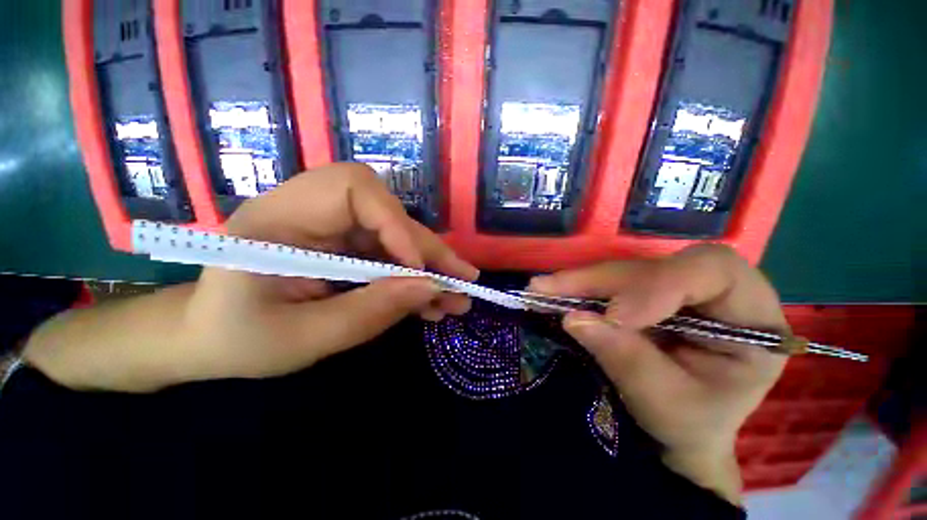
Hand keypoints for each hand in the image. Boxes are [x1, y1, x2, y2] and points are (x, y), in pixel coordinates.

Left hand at [180, 164, 476, 380]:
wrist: (209, 340)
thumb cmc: (236, 340)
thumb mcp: (301, 338)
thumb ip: (368, 312)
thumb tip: (429, 289)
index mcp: (279, 219)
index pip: (352, 188)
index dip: (394, 223)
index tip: (417, 267)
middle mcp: (312, 212)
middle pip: (387, 215)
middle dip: (427, 250)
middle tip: (462, 280)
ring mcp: (333, 230)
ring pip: (396, 238)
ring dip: (429, 268)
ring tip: (457, 296)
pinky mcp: (346, 248)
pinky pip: (390, 256)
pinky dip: (414, 279)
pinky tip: (432, 301)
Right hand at [527, 245, 787, 503]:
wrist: (682, 429)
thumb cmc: (689, 423)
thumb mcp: (665, 404)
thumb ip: (625, 359)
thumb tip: (575, 318)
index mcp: (753, 322)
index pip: (715, 273)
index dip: (661, 284)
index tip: (616, 316)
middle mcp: (717, 295)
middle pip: (659, 267)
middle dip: (604, 280)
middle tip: (552, 289)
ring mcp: (678, 291)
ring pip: (628, 270)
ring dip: (583, 281)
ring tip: (543, 289)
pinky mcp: (648, 293)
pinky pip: (612, 281)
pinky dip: (581, 287)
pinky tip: (555, 290)